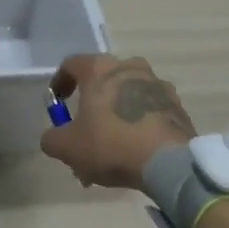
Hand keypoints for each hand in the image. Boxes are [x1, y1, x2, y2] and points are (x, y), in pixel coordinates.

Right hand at [39, 54, 195, 191]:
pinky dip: (139, 123)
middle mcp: (129, 67)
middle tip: (86, 129)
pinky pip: (150, 109)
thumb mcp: (67, 147)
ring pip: (128, 95)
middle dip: (92, 102)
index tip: (58, 101)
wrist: (169, 163)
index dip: (60, 82)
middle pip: (103, 80)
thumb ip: (52, 138)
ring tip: (112, 146)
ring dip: (117, 113)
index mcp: (100, 69)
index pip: (72, 64)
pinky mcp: (177, 105)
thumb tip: (53, 137)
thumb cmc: (111, 145)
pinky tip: (135, 149)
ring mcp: (157, 84)